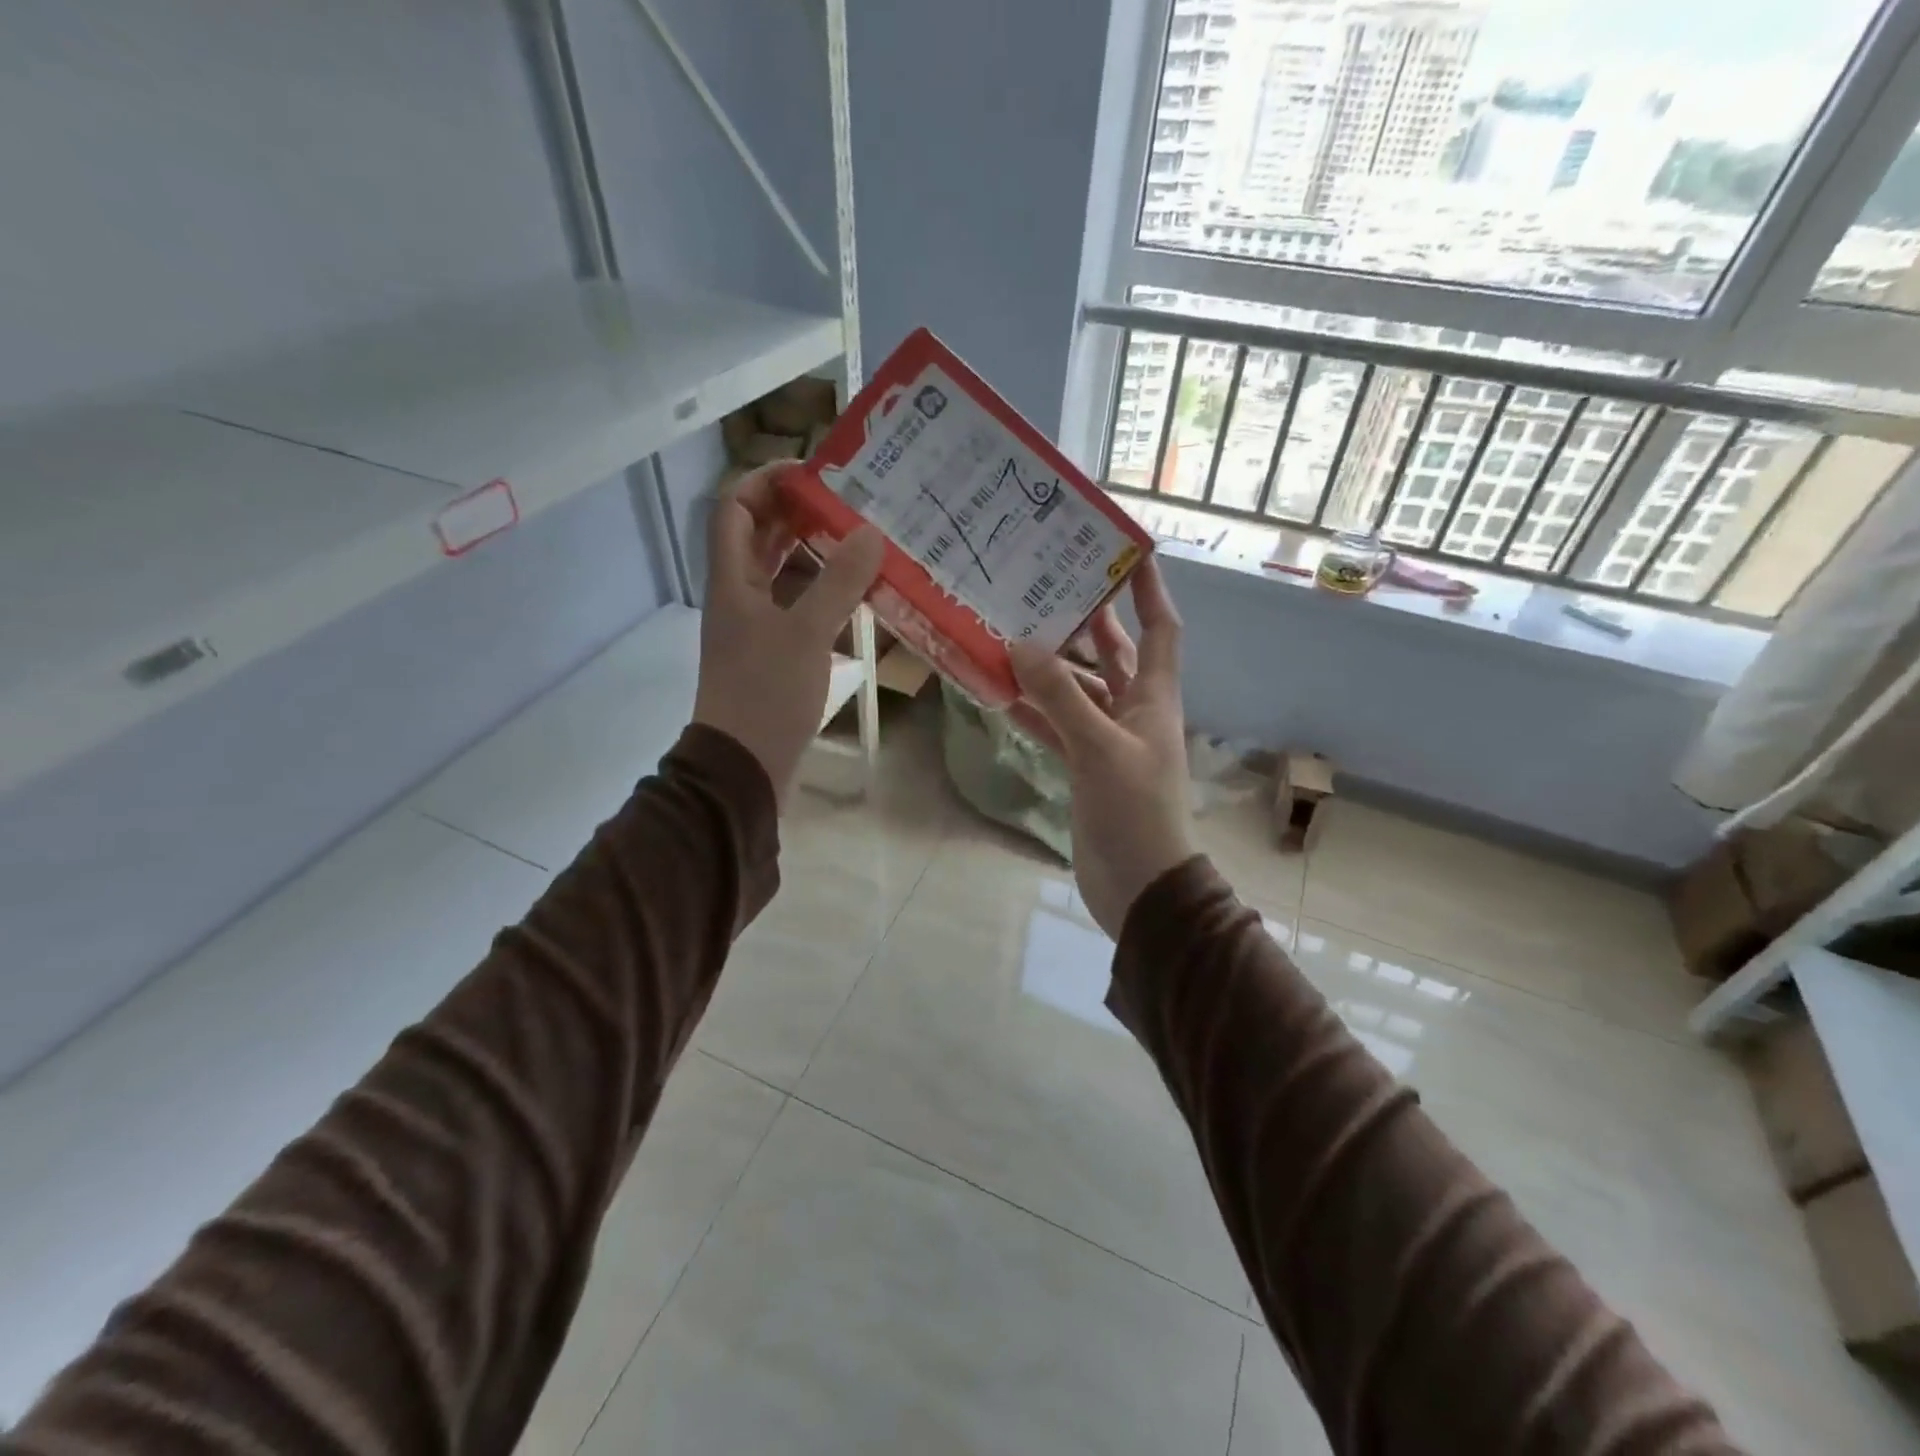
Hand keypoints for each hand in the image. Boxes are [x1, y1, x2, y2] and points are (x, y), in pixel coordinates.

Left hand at [695, 463, 884, 804]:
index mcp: (732, 580)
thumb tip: (870, 532)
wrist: (745, 767)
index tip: (815, 473)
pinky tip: (859, 593)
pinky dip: (825, 593)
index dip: (767, 481)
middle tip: (851, 502)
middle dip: (800, 514)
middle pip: (762, 537)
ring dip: (817, 554)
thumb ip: (838, 582)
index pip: (736, 508)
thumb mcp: (806, 633)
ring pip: (783, 574)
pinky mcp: (776, 654)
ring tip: (863, 539)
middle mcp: (739, 596)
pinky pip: (799, 608)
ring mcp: (757, 627)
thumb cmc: (766, 694)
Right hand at [1008, 558, 1195, 939]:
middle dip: (1088, 621)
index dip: (1150, 591)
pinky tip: (1001, 694)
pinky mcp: (1084, 767)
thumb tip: (1020, 644)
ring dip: (1050, 668)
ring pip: (1077, 691)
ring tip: (1011, 633)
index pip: (1161, 630)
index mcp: (1154, 698)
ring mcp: (1107, 741)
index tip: (1129, 553)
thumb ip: (1060, 697)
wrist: (1140, 886)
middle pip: (1113, 654)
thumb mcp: (1099, 747)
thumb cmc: (1135, 811)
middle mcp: (1133, 712)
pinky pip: (1057, 728)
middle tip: (1049, 586)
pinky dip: (1034, 712)